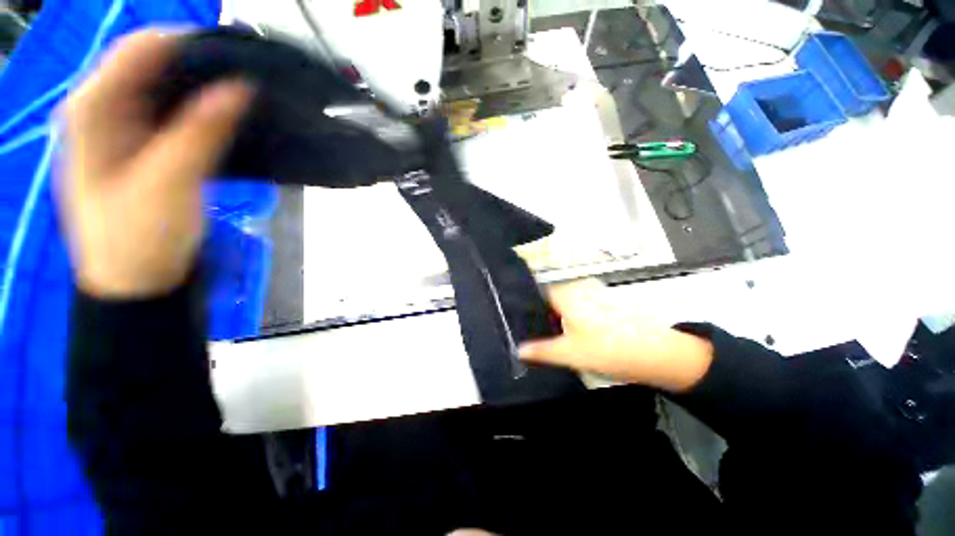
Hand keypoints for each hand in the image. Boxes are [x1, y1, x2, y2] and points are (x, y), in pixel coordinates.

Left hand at [58, 30, 252, 298]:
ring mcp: (124, 127)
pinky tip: (231, 118)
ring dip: (207, 88)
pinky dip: (204, 111)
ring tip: (249, 95)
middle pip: (154, 64)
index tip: (242, 55)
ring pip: (168, 88)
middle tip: (252, 77)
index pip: (142, 48)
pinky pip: (176, 113)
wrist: (137, 280)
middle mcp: (104, 107)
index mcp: (93, 108)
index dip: (191, 43)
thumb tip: (241, 87)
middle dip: (202, 65)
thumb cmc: (140, 237)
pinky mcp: (145, 145)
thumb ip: (201, 131)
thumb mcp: (169, 182)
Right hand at [519, 279, 713, 391]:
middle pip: (551, 298)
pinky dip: (571, 318)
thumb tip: (518, 350)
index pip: (537, 291)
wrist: (657, 354)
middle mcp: (578, 289)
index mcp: (566, 295)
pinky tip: (573, 334)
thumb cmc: (608, 349)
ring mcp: (593, 295)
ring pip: (565, 303)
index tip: (518, 319)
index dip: (526, 304)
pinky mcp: (605, 304)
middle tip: (532, 332)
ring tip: (550, 335)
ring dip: (556, 317)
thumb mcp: (570, 353)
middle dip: (541, 313)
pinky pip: (580, 307)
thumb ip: (541, 351)